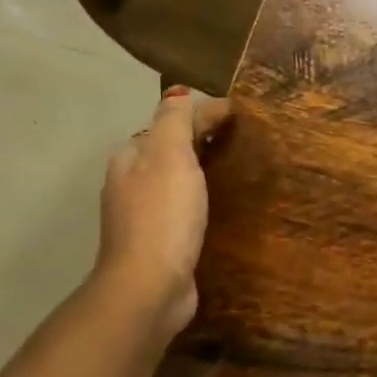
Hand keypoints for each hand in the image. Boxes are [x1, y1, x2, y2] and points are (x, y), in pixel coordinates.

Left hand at [94, 86, 231, 335]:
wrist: (150, 285)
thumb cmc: (163, 215)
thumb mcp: (170, 156)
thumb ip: (175, 120)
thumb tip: (180, 91)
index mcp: (131, 158)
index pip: (169, 123)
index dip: (203, 114)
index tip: (243, 114)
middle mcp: (131, 183)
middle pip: (169, 151)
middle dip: (201, 142)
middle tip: (245, 141)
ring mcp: (144, 216)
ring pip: (176, 181)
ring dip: (202, 172)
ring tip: (239, 172)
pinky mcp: (161, 243)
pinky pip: (185, 209)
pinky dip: (202, 200)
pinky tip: (222, 208)